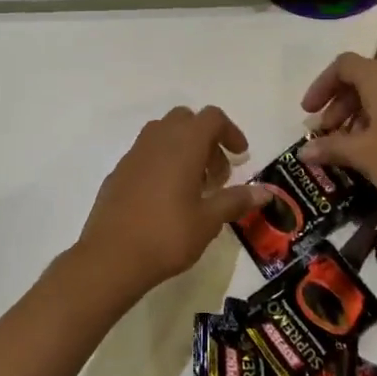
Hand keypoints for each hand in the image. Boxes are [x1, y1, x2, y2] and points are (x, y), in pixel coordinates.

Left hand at [74, 106, 268, 299]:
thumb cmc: (167, 235)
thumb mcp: (209, 220)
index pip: (211, 118)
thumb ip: (236, 200)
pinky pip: (146, 154)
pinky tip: (166, 199)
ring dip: (183, 149)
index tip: (240, 157)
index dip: (230, 131)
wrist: (111, 258)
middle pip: (186, 120)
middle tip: (216, 175)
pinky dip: (162, 163)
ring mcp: (134, 154)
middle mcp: (157, 140)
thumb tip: (266, 192)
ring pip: (163, 133)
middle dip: (206, 139)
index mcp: (183, 145)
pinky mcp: (118, 172)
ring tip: (193, 186)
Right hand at [299, 53, 376, 212]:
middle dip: (338, 104)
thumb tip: (303, 152)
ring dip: (357, 115)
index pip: (344, 65)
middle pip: (361, 78)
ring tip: (346, 146)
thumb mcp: (363, 154)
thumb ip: (331, 147)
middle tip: (325, 133)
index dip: (321, 85)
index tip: (308, 113)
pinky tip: (373, 151)